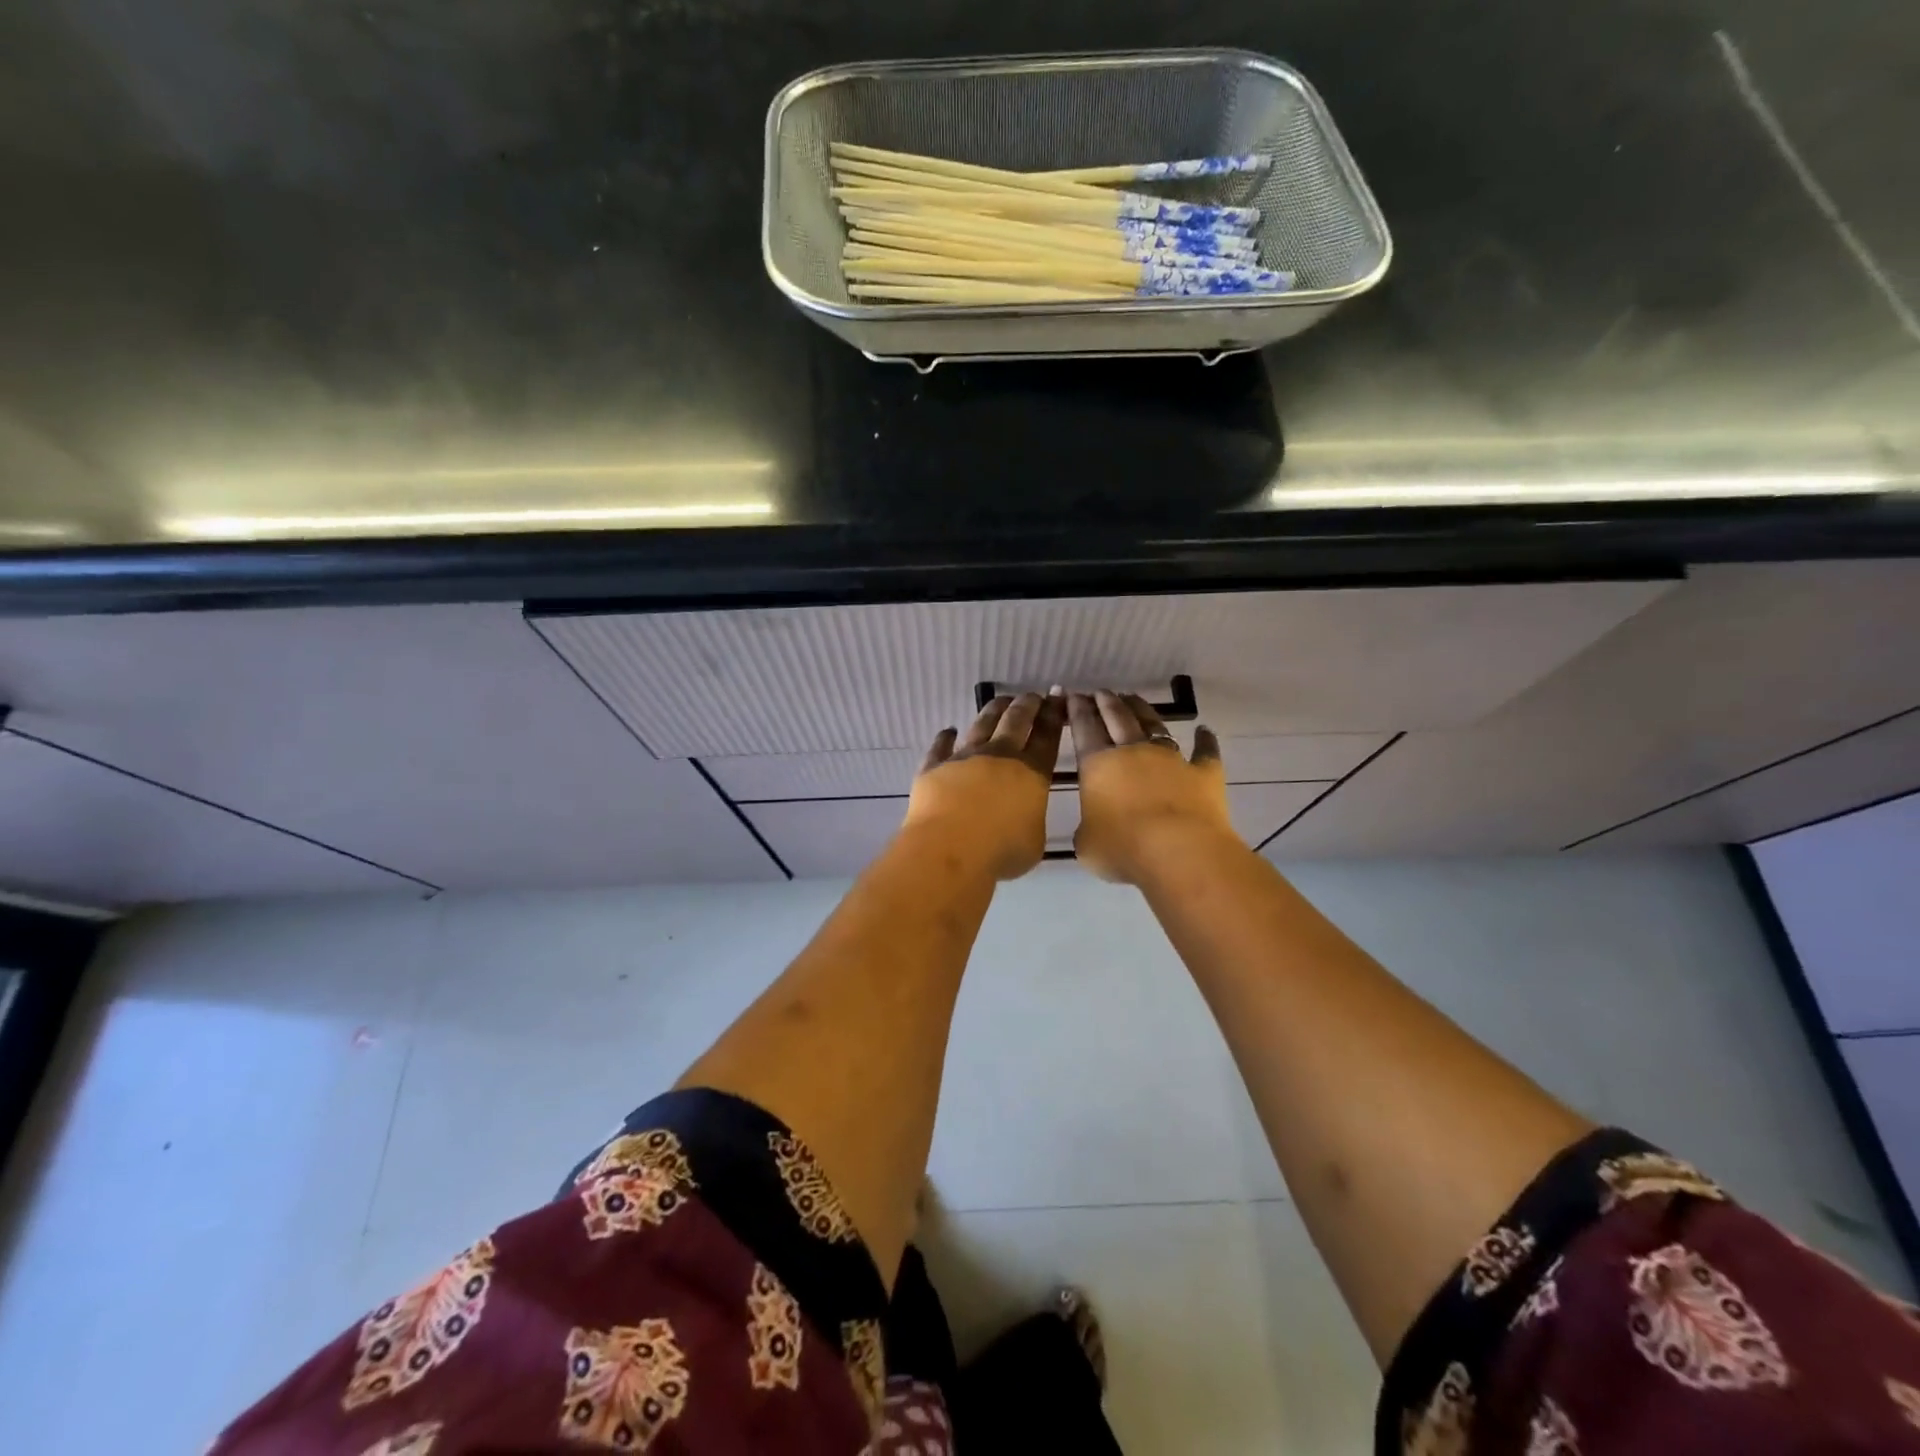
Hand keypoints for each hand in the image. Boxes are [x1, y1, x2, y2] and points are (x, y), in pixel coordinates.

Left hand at [903, 691, 1064, 879]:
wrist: (950, 849)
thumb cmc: (1002, 851)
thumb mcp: (1034, 842)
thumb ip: (1031, 820)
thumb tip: (1024, 816)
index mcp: (1031, 772)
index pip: (1046, 736)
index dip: (1053, 715)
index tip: (1057, 698)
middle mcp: (999, 756)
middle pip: (1016, 721)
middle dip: (1027, 705)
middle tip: (1033, 696)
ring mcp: (964, 758)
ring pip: (981, 724)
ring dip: (993, 710)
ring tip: (1000, 701)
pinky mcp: (934, 767)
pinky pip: (940, 747)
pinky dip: (945, 737)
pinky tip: (949, 730)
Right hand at [1069, 691, 1236, 883]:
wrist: (1179, 852)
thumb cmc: (1123, 849)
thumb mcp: (1087, 844)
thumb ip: (1088, 829)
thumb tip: (1094, 827)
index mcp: (1098, 764)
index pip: (1084, 729)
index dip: (1077, 710)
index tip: (1073, 695)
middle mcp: (1133, 752)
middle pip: (1118, 718)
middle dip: (1107, 702)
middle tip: (1101, 691)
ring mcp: (1172, 759)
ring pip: (1155, 725)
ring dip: (1143, 710)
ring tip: (1133, 698)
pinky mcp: (1204, 773)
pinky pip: (1206, 752)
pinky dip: (1205, 741)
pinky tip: (1205, 731)